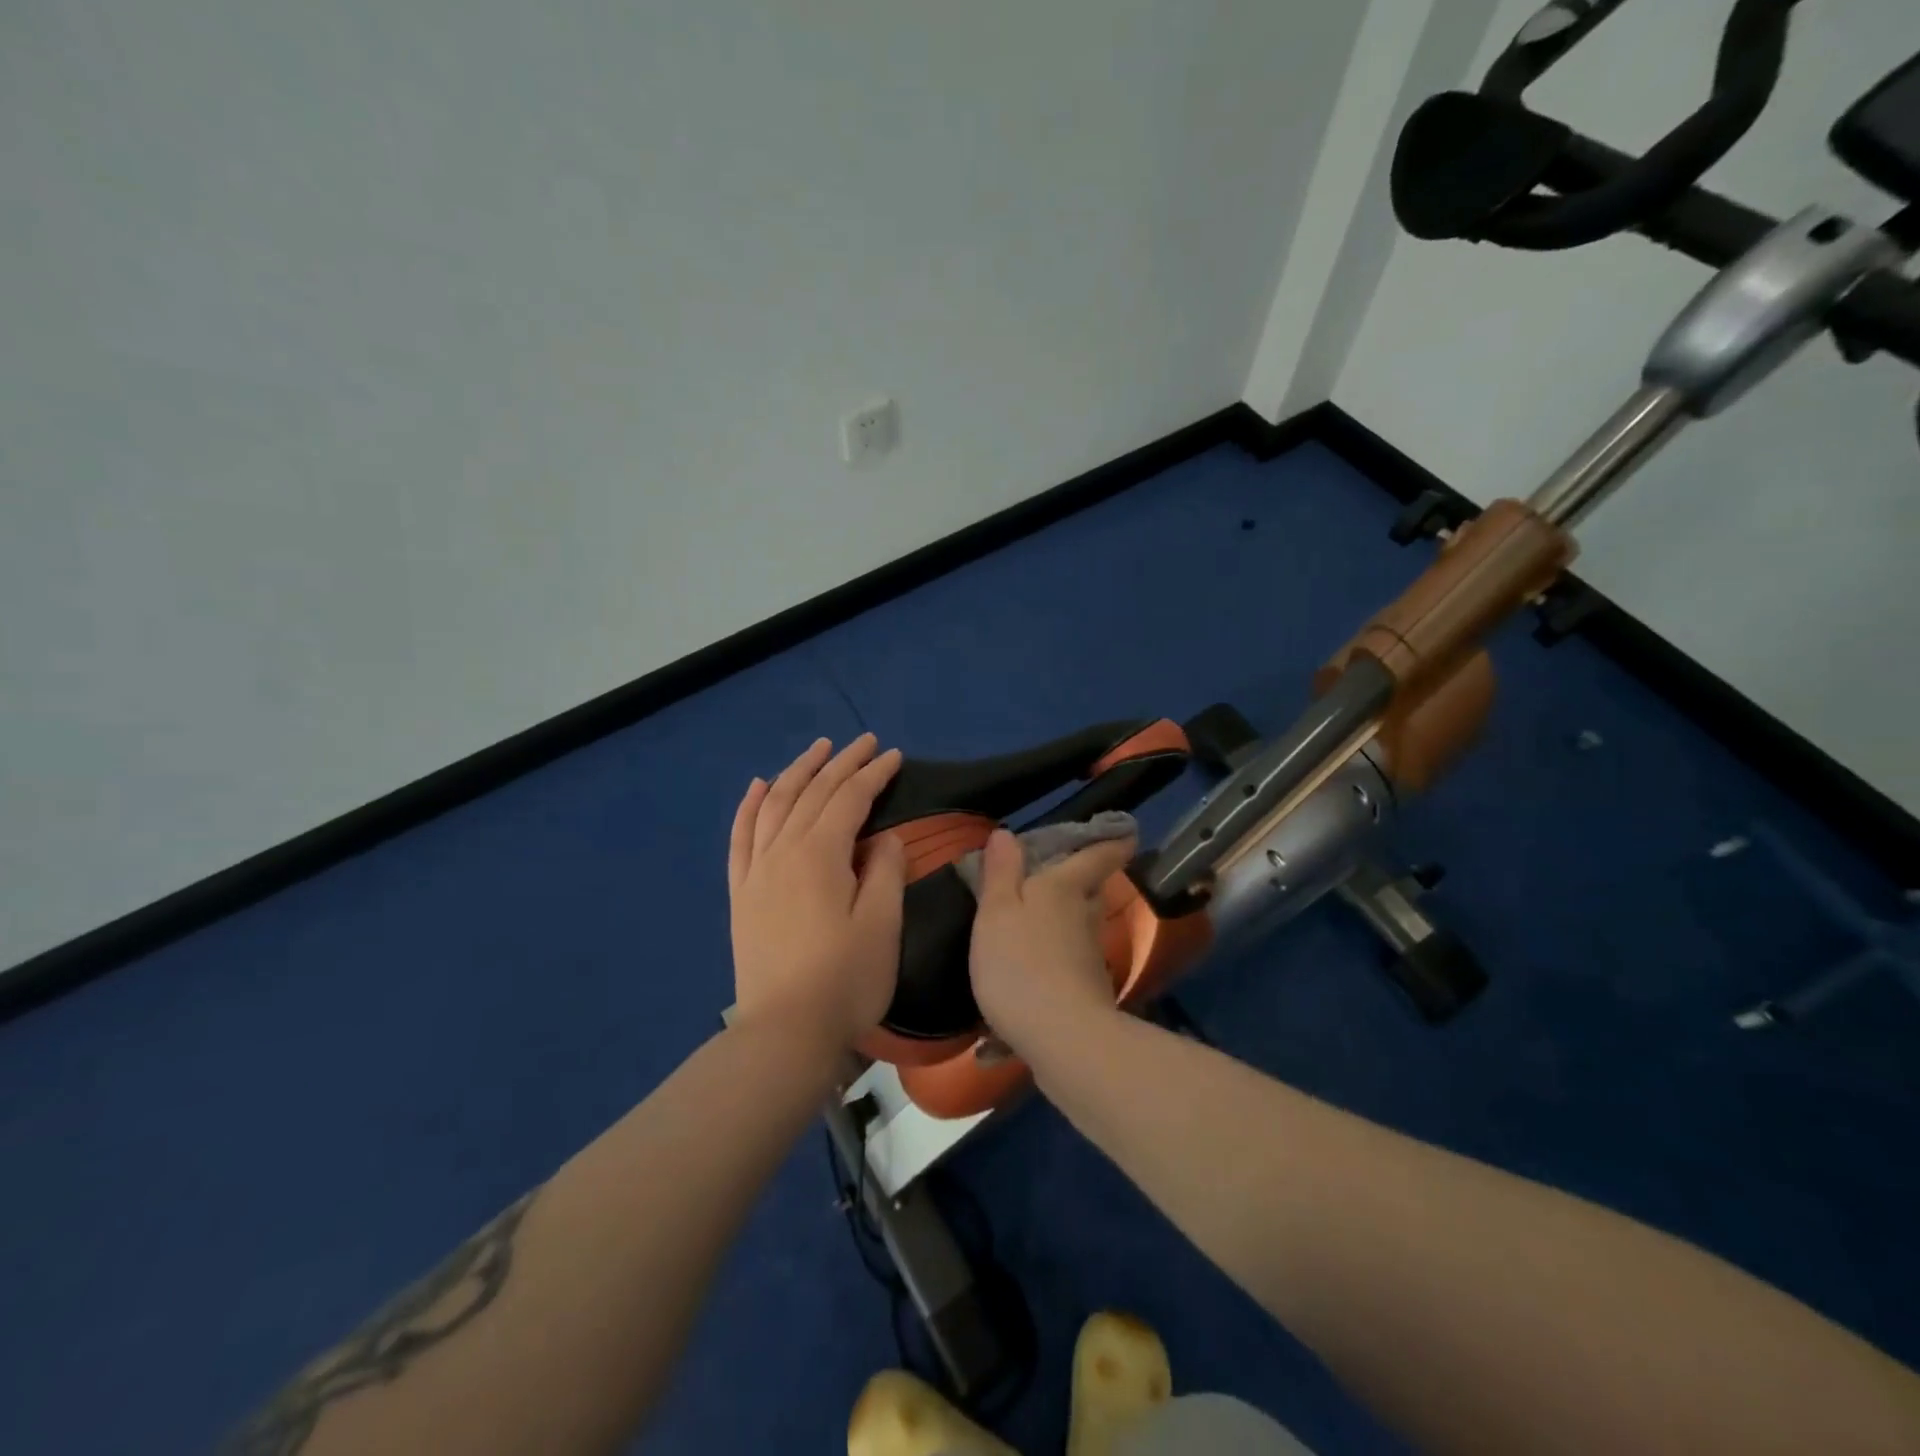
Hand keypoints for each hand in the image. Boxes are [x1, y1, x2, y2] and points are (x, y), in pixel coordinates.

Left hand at [728, 734, 906, 1050]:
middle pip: (812, 792)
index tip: (894, 755)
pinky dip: (749, 805)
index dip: (873, 774)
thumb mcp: (882, 923)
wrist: (785, 1032)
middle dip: (840, 763)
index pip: (850, 798)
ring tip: (817, 749)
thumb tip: (882, 836)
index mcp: (821, 854)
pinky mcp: (741, 893)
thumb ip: (885, 869)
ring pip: (774, 804)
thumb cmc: (846, 979)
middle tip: (863, 742)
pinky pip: (740, 836)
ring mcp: (756, 871)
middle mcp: (783, 850)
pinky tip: (757, 786)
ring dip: (797, 771)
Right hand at [968, 827, 1137, 1060]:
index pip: (1098, 855)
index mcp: (1065, 888)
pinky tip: (1026, 981)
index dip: (1111, 841)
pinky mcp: (1088, 993)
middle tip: (1056, 877)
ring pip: (1079, 928)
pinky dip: (1051, 965)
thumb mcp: (996, 912)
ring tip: (1032, 927)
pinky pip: (1068, 966)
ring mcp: (1090, 957)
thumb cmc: (1021, 963)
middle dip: (1079, 883)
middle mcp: (1086, 917)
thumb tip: (1007, 833)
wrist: (1063, 1039)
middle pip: (1089, 892)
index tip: (1125, 832)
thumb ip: (1001, 873)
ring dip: (1063, 924)